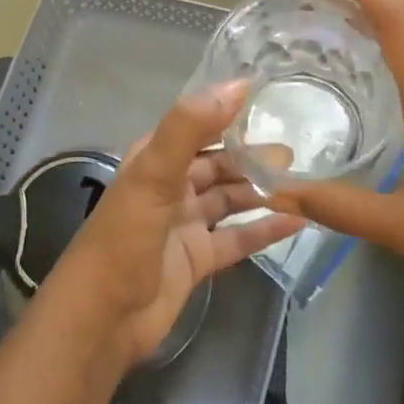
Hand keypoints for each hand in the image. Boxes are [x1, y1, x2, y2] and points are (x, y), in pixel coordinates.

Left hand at [47, 82, 304, 368]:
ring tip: (301, 182)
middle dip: (251, 157)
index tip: (268, 100)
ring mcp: (184, 225)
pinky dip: (263, 229)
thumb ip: (189, 128)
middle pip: (217, 165)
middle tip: (293, 152)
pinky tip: (296, 221)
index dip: (227, 114)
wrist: (103, 318)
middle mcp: (169, 187)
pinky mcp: (197, 259)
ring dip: (260, 191)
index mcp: (153, 160)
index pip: (196, 127)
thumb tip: (237, 85)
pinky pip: (237, 238)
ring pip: (229, 200)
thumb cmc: (124, 237)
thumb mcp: (153, 175)